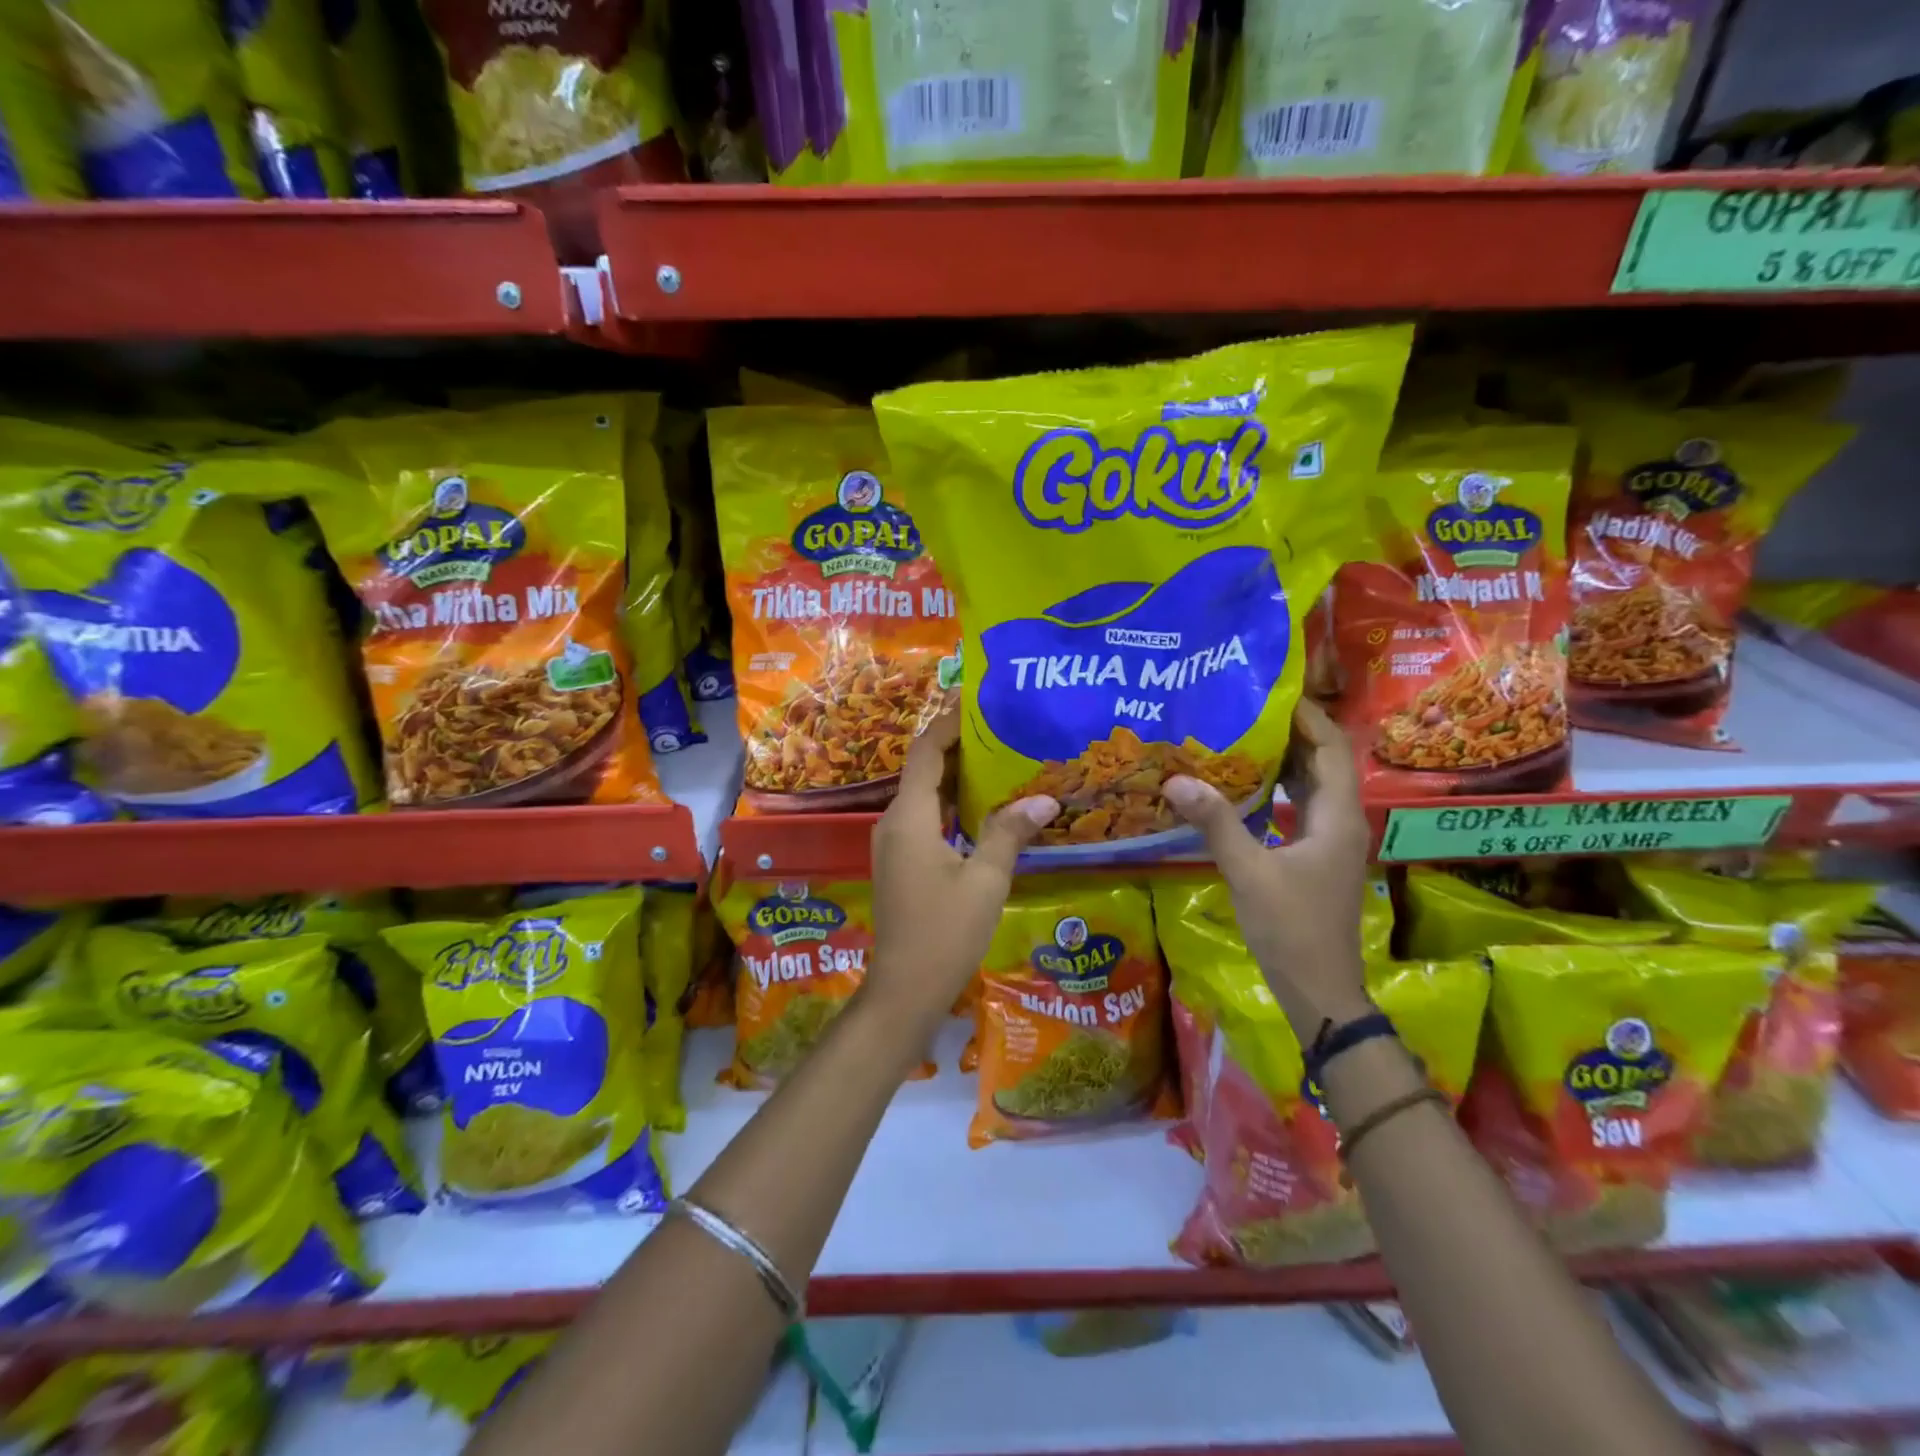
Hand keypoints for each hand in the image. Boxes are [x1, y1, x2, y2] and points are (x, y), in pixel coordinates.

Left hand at [865, 705, 1058, 1040]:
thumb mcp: (986, 880)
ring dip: (958, 778)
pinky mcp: (902, 863)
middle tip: (1003, 731)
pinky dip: (953, 806)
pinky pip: (926, 820)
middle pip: (925, 771)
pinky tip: (986, 810)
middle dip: (960, 748)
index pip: (926, 752)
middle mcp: (894, 822)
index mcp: (910, 817)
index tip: (979, 704)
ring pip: (926, 797)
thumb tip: (1046, 798)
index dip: (949, 724)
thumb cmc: (944, 932)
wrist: (904, 990)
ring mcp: (895, 844)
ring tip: (1002, 761)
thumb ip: (1010, 833)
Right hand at [1163, 698, 1372, 1038]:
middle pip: (1323, 762)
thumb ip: (1216, 824)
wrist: (1318, 990)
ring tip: (1241, 736)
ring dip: (1284, 760)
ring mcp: (1329, 842)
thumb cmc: (1292, 928)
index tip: (1271, 692)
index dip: (1307, 716)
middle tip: (1246, 709)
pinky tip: (1243, 786)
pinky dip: (1277, 790)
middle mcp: (1340, 822)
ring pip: (1311, 786)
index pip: (1332, 748)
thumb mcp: (1249, 872)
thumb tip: (1175, 780)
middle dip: (1291, 732)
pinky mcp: (1314, 858)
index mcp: (1337, 817)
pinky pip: (1298, 809)